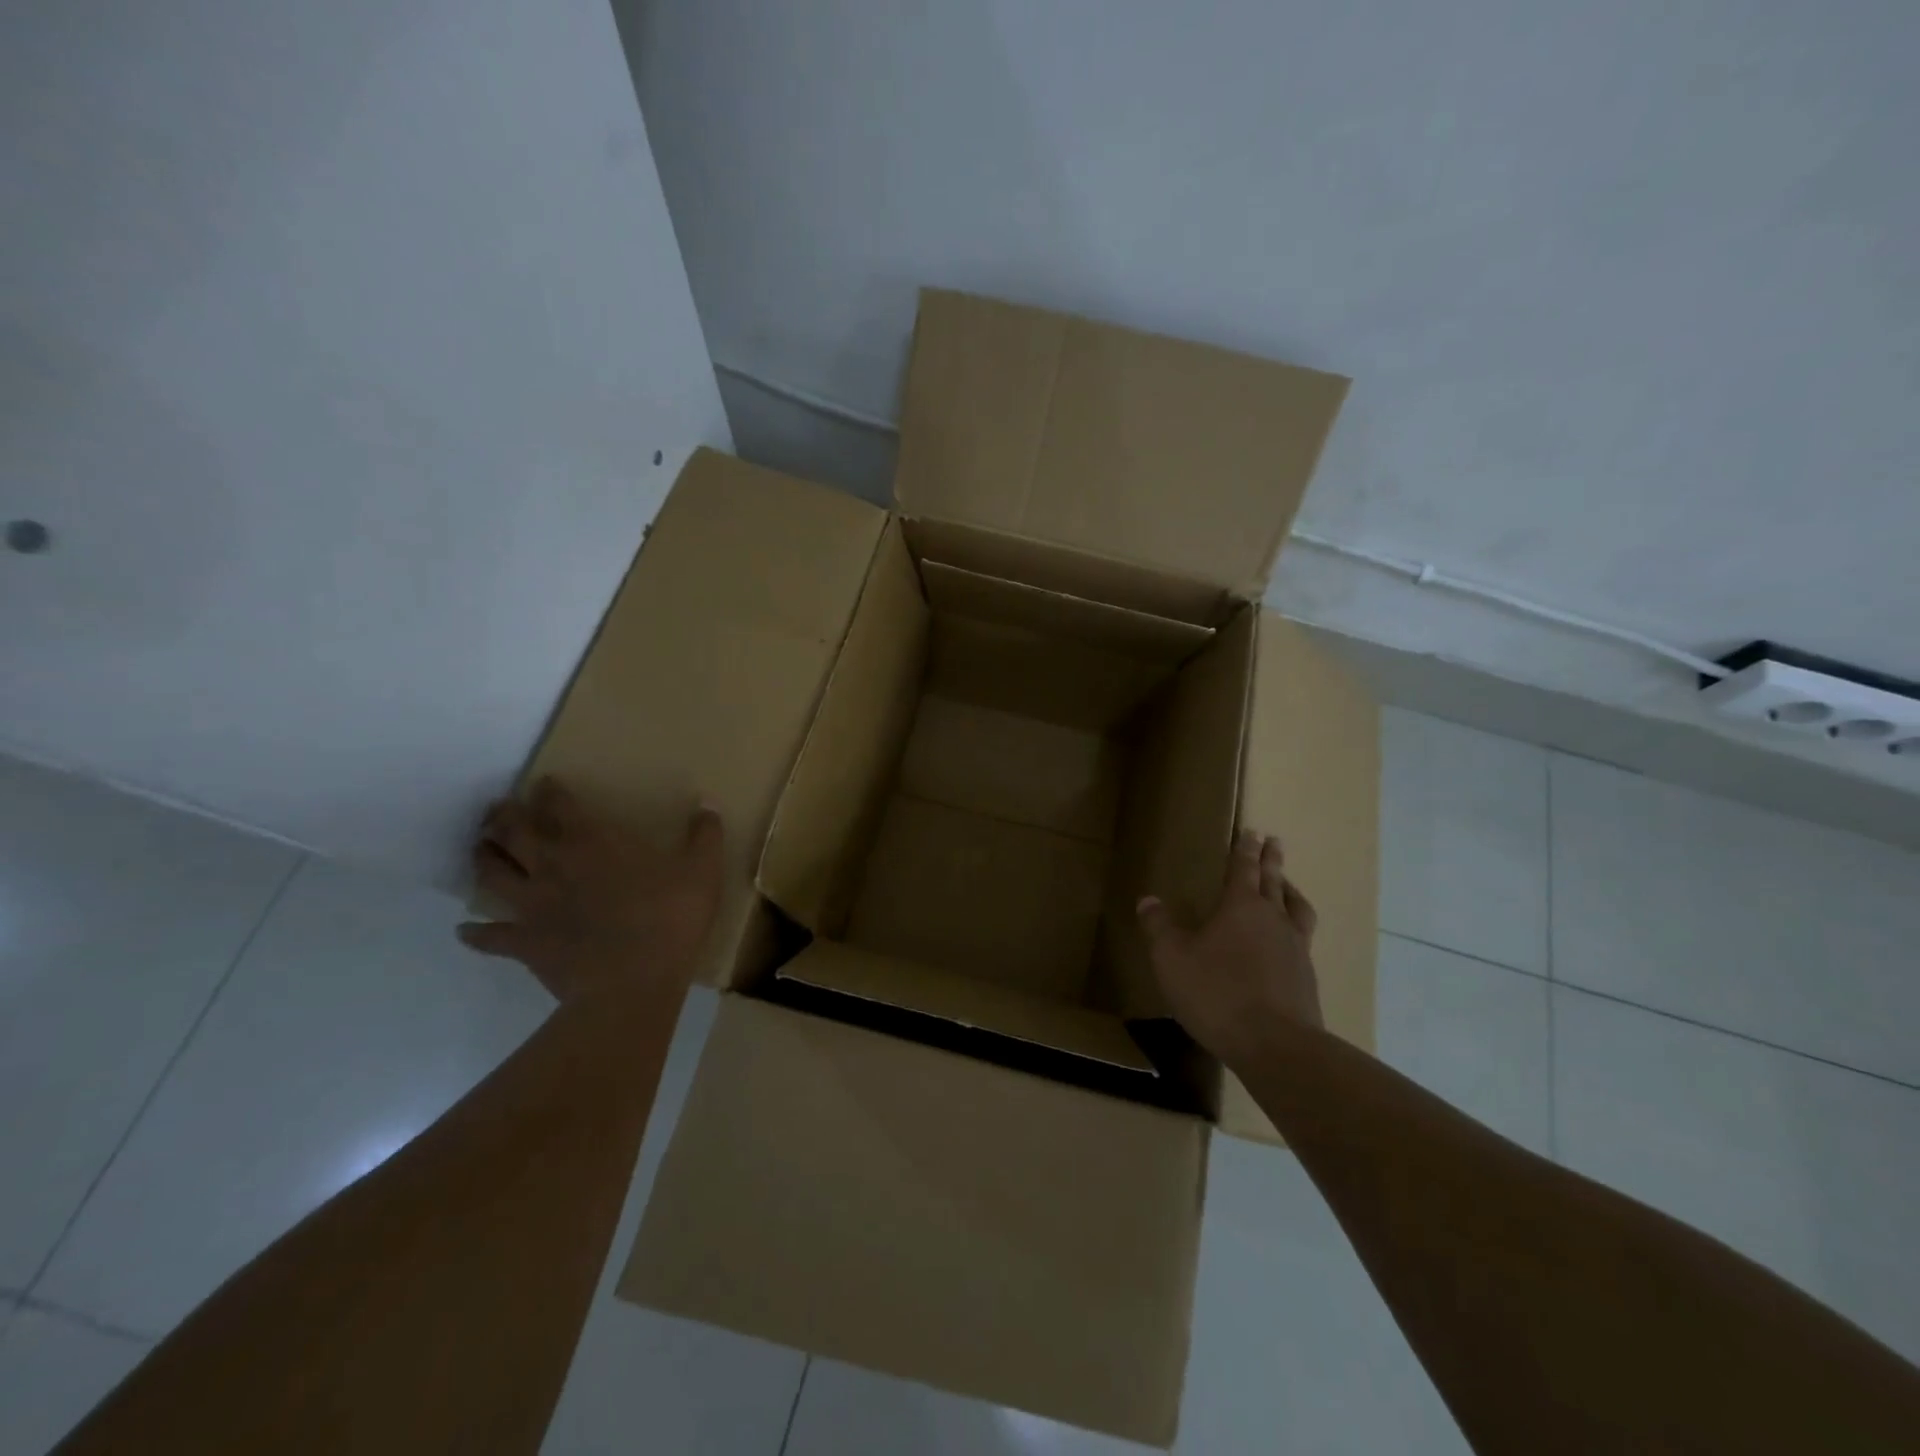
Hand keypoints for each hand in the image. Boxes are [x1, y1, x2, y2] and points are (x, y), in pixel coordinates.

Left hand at [458, 778, 723, 1005]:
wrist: (631, 985)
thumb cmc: (668, 920)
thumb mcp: (703, 872)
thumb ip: (705, 836)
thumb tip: (707, 806)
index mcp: (592, 842)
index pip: (560, 805)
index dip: (550, 791)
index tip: (544, 783)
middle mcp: (553, 865)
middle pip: (514, 832)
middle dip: (504, 816)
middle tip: (498, 810)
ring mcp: (532, 905)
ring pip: (492, 874)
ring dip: (483, 858)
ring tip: (481, 849)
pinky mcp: (524, 943)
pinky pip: (489, 936)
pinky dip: (476, 933)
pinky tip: (466, 930)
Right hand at [1138, 830, 1322, 1069]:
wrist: (1275, 1045)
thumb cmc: (1217, 993)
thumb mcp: (1172, 959)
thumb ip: (1159, 927)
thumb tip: (1148, 900)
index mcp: (1241, 907)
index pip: (1243, 868)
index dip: (1244, 849)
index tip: (1251, 831)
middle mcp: (1273, 919)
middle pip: (1274, 881)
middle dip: (1271, 860)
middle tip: (1273, 841)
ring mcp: (1295, 948)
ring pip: (1296, 908)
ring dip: (1290, 891)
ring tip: (1287, 886)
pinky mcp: (1306, 977)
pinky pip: (1302, 938)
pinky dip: (1295, 927)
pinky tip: (1288, 940)